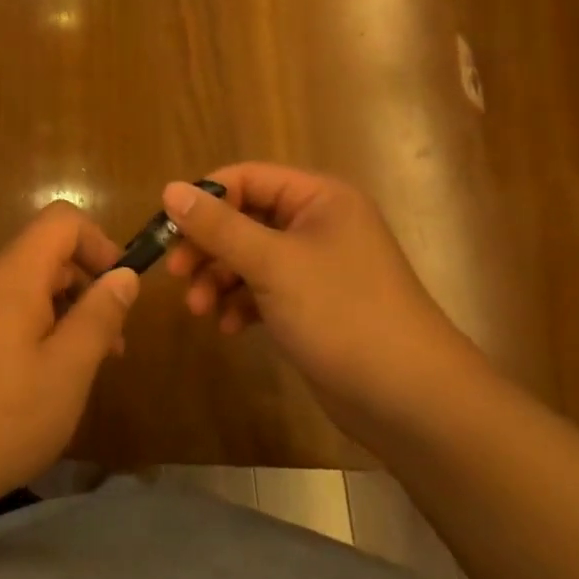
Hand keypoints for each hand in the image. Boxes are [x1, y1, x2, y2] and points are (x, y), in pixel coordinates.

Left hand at [0, 202, 139, 509]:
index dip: (100, 243)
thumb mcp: (67, 370)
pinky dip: (37, 328)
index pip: (62, 220)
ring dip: (65, 313)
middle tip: (112, 345)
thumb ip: (99, 316)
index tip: (121, 291)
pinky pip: (7, 309)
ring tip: (83, 369)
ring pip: (29, 285)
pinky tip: (43, 380)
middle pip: (47, 253)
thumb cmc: (1, 418)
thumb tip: (125, 275)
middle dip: (87, 287)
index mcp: (12, 273)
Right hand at [161, 165, 478, 431]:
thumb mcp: (273, 265)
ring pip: (250, 257)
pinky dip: (241, 303)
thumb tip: (169, 189)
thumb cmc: (343, 314)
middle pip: (244, 218)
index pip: (246, 178)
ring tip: (200, 311)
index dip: (205, 199)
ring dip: (220, 279)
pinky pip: (263, 289)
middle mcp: (318, 223)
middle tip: (177, 275)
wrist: (411, 400)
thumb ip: (219, 227)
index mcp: (318, 198)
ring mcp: (316, 266)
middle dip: (208, 247)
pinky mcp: (312, 304)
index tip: (168, 230)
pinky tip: (230, 328)